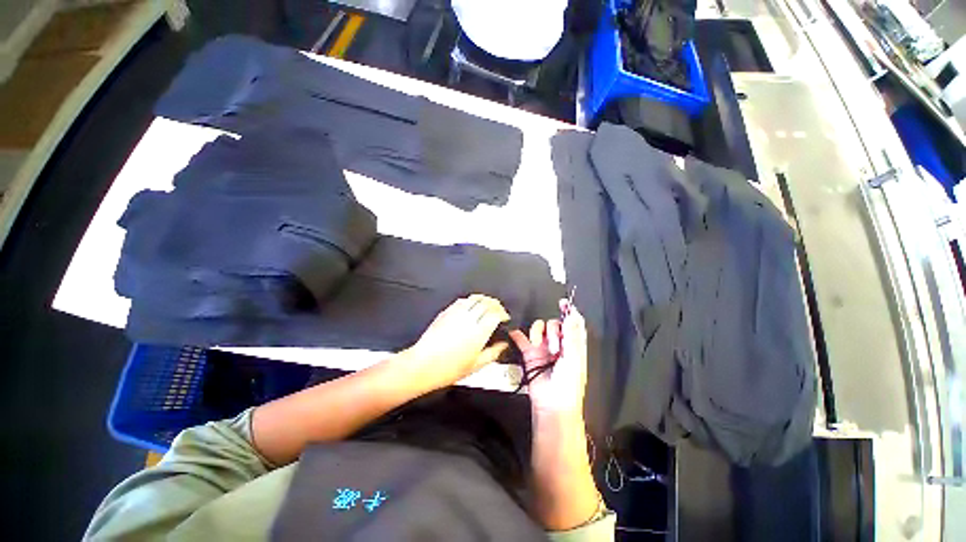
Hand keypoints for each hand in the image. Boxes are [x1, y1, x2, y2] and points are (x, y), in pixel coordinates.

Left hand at [402, 294, 510, 389]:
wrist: (423, 364)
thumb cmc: (449, 368)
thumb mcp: (476, 365)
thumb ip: (493, 353)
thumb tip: (503, 344)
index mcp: (479, 332)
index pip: (495, 314)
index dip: (503, 314)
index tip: (505, 318)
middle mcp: (469, 319)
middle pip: (486, 303)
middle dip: (495, 304)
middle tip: (499, 310)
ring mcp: (456, 313)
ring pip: (474, 298)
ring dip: (484, 300)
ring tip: (487, 305)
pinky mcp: (446, 312)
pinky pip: (462, 301)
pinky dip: (470, 301)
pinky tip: (471, 306)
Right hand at [509, 300, 587, 416]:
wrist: (552, 403)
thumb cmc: (569, 383)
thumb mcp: (574, 357)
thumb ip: (572, 334)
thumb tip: (573, 314)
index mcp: (573, 344)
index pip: (572, 323)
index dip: (569, 311)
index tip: (563, 302)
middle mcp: (558, 343)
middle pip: (554, 324)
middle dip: (553, 330)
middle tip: (555, 347)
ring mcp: (543, 348)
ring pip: (538, 328)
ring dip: (538, 333)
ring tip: (540, 347)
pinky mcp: (530, 354)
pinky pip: (522, 339)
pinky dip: (518, 335)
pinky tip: (515, 333)